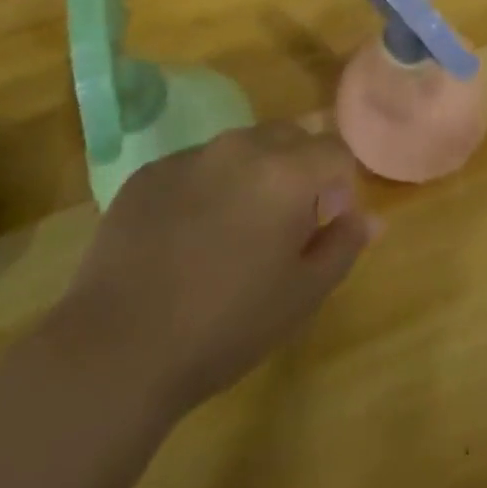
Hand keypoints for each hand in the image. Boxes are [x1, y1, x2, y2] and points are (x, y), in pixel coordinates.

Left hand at [55, 122, 377, 421]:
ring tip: (232, 233)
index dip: (340, 185)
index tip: (325, 224)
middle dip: (299, 169)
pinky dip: (206, 188)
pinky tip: (185, 240)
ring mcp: (190, 155)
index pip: (335, 151)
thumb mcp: (301, 296)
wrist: (116, 350)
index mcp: (286, 171)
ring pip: (241, 148)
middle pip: (290, 137)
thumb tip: (370, 218)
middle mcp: (241, 147)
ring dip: (253, 175)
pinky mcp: (149, 173)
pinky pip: (195, 167)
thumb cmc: (225, 326)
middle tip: (284, 225)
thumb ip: (343, 246)